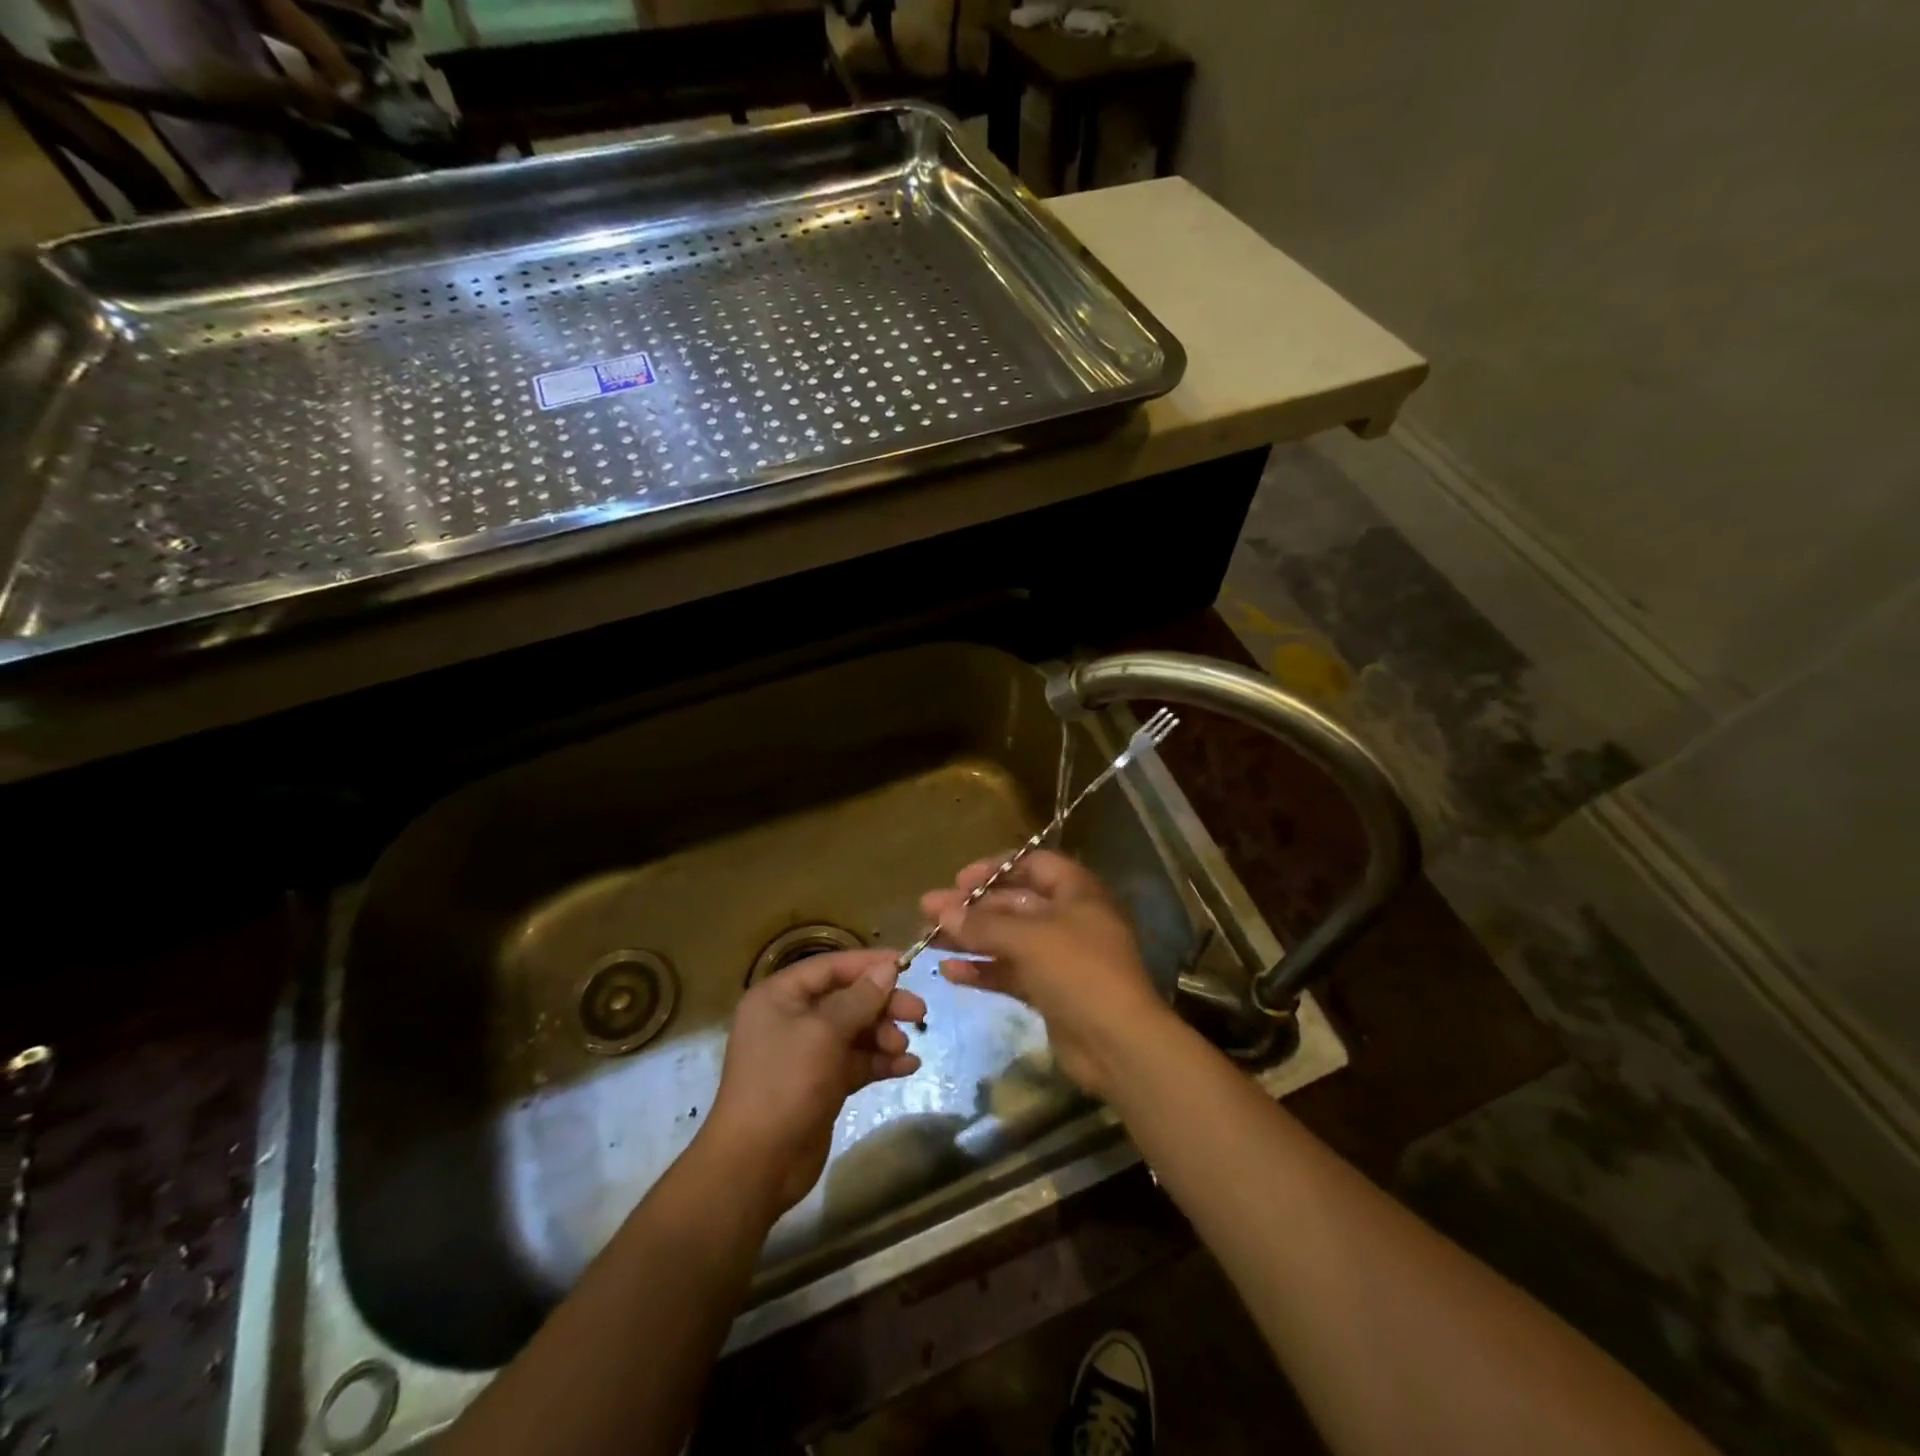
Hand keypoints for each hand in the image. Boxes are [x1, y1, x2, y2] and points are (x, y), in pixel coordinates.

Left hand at [700, 949, 926, 1217]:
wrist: (757, 1166)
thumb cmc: (785, 1084)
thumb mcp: (824, 1033)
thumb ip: (859, 999)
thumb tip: (887, 969)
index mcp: (779, 997)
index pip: (830, 967)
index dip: (869, 964)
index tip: (907, 964)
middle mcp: (791, 1019)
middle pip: (847, 999)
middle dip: (883, 1004)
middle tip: (919, 1013)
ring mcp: (806, 1053)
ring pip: (855, 1031)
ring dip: (883, 1035)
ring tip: (904, 1048)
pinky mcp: (821, 1084)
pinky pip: (856, 1061)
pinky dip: (880, 1061)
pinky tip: (907, 1067)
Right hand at [921, 850, 1177, 1098]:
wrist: (1118, 1044)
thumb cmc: (1079, 972)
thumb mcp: (1030, 939)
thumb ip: (983, 924)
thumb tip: (942, 910)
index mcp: (1076, 892)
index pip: (1034, 864)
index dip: (996, 868)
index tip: (959, 880)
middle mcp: (1068, 919)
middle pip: (1014, 903)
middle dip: (972, 907)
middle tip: (929, 910)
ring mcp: (1059, 958)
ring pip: (1007, 940)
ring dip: (970, 938)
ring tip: (929, 940)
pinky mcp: (1049, 992)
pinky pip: (1010, 973)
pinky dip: (983, 971)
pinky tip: (950, 973)